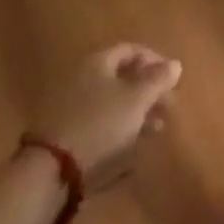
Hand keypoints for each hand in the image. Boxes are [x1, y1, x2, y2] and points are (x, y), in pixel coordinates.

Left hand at [38, 44, 181, 190]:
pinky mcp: (60, 136)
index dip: (155, 60)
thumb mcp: (137, 100)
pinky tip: (129, 150)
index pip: (131, 50)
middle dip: (147, 91)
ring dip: (135, 114)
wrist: (48, 173)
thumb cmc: (100, 125)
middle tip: (167, 107)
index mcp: (97, 62)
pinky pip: (96, 125)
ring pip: (109, 104)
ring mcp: (67, 107)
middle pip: (120, 78)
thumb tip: (175, 64)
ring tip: (154, 131)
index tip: (172, 79)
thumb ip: (159, 80)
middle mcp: (80, 78)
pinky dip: (115, 131)